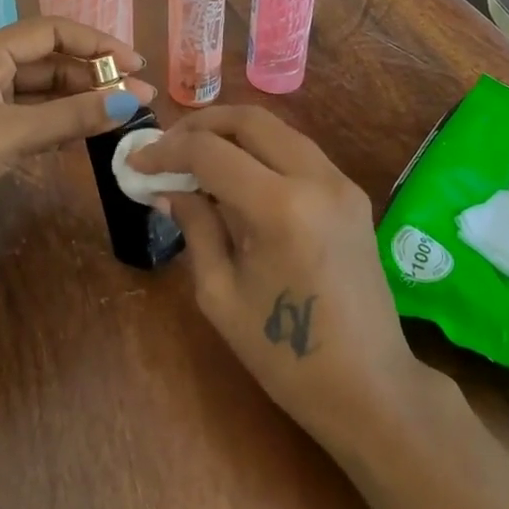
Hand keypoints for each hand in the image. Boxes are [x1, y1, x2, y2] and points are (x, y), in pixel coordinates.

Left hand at [0, 17, 154, 255]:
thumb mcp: (11, 133)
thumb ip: (72, 117)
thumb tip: (132, 101)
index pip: (52, 31)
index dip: (97, 43)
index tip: (136, 64)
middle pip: (50, 60)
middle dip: (93, 75)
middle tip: (137, 96)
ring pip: (41, 91)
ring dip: (79, 100)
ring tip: (121, 113)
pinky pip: (30, 118)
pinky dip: (58, 123)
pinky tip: (86, 133)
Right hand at [127, 106, 428, 452]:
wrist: (372, 389)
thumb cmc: (286, 357)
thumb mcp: (221, 295)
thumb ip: (195, 227)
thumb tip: (169, 188)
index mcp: (280, 207)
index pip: (210, 153)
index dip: (166, 152)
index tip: (137, 162)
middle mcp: (315, 179)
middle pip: (249, 119)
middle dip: (200, 125)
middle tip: (167, 147)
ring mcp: (341, 182)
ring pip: (277, 128)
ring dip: (232, 132)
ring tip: (196, 156)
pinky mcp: (352, 193)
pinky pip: (298, 151)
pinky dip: (262, 150)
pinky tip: (237, 175)